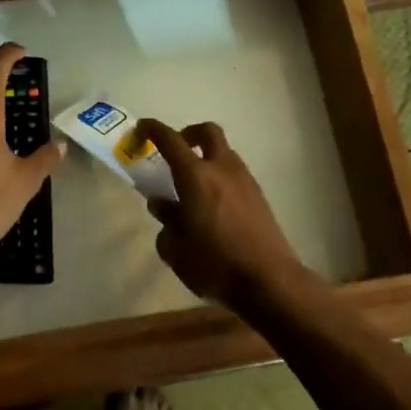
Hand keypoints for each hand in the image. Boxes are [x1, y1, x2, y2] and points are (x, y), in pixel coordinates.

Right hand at [140, 120, 303, 308]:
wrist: (269, 281)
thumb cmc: (214, 264)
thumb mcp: (176, 249)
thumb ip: (166, 221)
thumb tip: (163, 205)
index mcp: (196, 176)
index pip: (171, 140)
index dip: (153, 129)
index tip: (141, 128)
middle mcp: (222, 169)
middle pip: (208, 133)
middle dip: (189, 134)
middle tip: (176, 150)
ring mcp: (245, 181)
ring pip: (224, 153)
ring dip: (207, 158)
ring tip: (192, 187)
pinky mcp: (259, 197)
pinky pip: (235, 174)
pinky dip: (220, 177)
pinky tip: (212, 206)